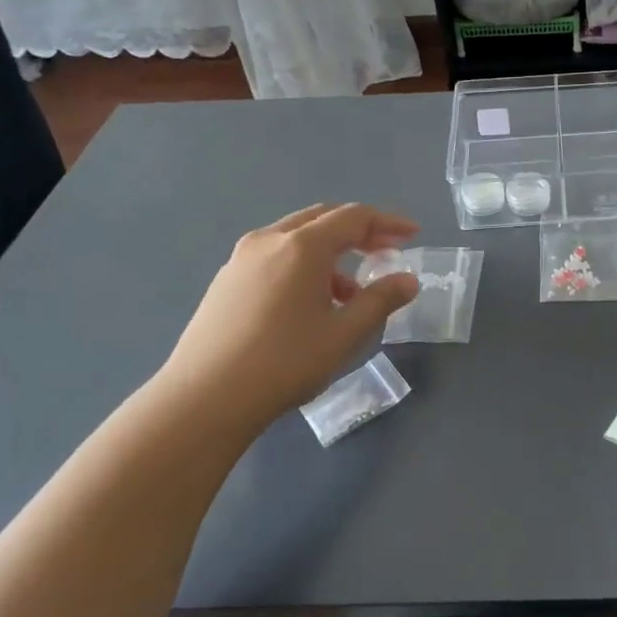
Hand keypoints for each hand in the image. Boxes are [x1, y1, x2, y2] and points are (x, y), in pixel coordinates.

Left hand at [156, 204, 419, 428]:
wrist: (204, 398)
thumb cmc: (284, 363)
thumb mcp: (344, 334)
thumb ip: (380, 300)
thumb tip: (408, 279)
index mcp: (302, 246)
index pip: (354, 217)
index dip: (388, 222)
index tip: (412, 234)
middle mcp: (270, 240)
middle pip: (323, 218)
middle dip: (360, 231)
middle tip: (386, 251)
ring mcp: (241, 259)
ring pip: (297, 238)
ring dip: (331, 252)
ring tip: (350, 292)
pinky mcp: (226, 281)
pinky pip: (275, 257)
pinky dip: (303, 265)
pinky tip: (309, 304)